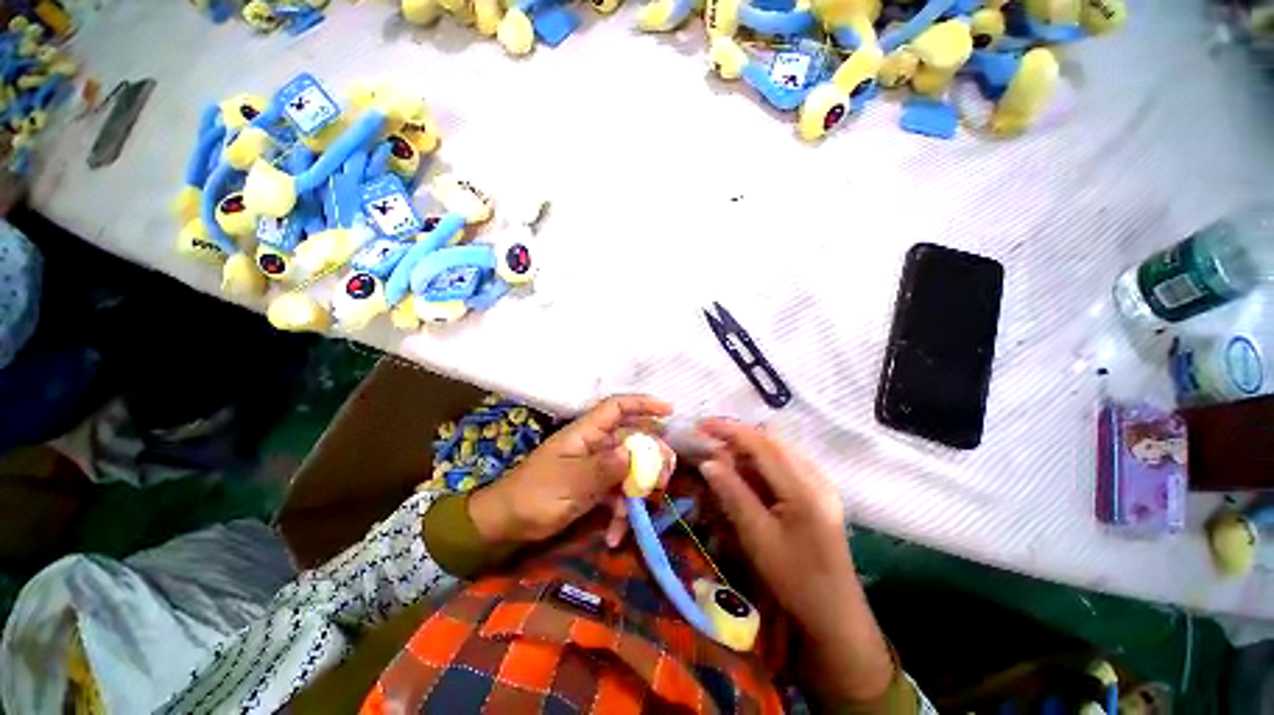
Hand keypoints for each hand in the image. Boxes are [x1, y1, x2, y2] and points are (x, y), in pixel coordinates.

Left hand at [469, 395, 674, 547]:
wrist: (506, 523)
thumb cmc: (534, 495)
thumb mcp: (568, 483)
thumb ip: (602, 468)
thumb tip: (632, 453)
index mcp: (586, 434)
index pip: (617, 408)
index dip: (643, 404)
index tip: (669, 412)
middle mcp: (594, 445)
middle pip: (631, 439)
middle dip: (651, 455)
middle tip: (665, 476)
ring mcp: (595, 467)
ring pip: (628, 467)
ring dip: (640, 487)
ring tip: (649, 506)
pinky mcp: (593, 487)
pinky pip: (616, 493)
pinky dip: (620, 512)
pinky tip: (616, 535)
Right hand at [696, 418, 893, 702]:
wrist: (835, 615)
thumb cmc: (795, 580)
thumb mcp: (758, 537)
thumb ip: (733, 494)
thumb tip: (708, 462)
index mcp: (804, 487)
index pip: (762, 444)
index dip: (730, 430)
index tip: (702, 425)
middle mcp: (816, 477)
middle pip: (771, 442)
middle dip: (737, 437)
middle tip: (708, 441)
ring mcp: (820, 483)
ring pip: (778, 451)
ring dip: (748, 448)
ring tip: (721, 455)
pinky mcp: (818, 493)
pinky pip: (785, 464)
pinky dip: (760, 462)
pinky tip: (746, 472)